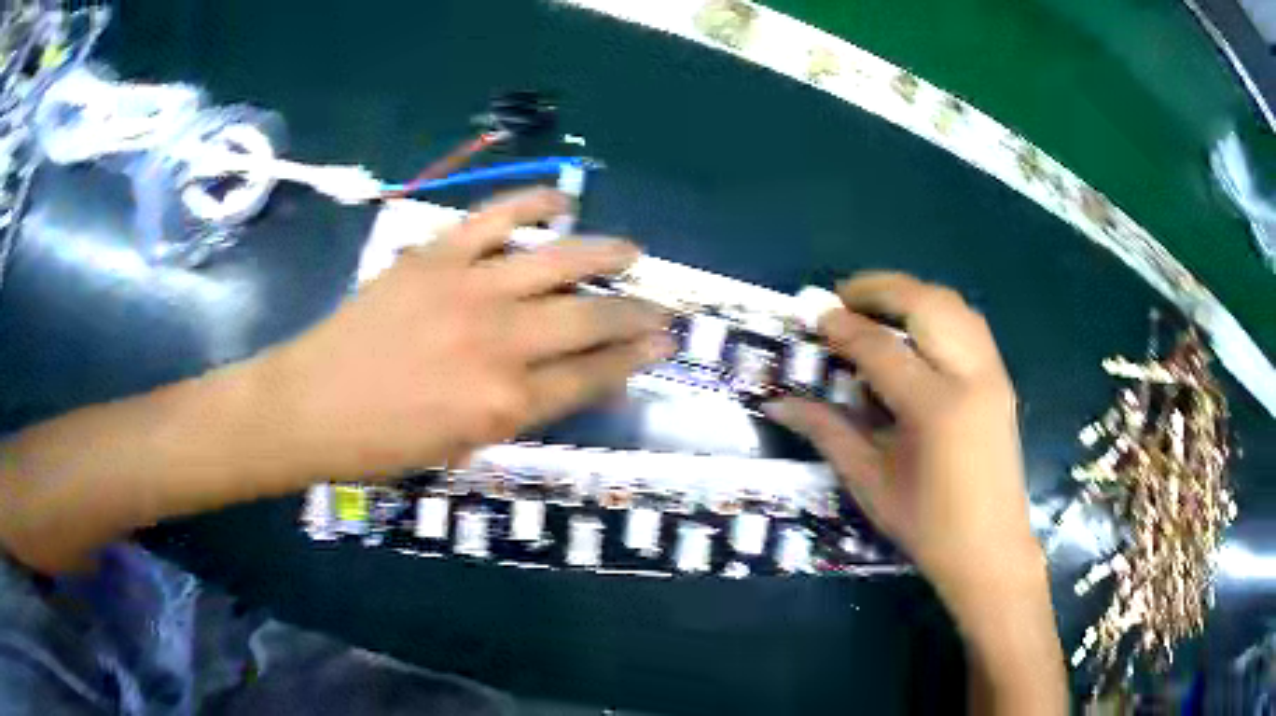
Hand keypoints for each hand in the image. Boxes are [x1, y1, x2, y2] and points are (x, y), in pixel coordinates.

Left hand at [256, 188, 672, 481]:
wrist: (311, 405)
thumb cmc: (384, 444)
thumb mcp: (462, 447)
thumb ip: (519, 411)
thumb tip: (567, 381)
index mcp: (505, 404)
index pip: (591, 376)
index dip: (633, 360)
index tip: (663, 345)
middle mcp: (499, 344)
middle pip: (589, 320)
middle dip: (636, 314)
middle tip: (662, 307)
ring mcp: (468, 291)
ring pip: (558, 262)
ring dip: (605, 254)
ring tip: (631, 250)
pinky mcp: (435, 257)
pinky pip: (494, 219)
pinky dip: (532, 204)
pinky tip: (561, 202)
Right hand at [765, 272, 1039, 605]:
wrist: (990, 550)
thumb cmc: (926, 526)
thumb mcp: (869, 482)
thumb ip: (827, 432)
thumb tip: (777, 403)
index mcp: (935, 409)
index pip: (882, 348)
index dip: (844, 328)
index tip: (816, 315)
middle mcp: (971, 377)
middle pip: (926, 303)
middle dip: (880, 288)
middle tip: (844, 296)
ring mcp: (993, 375)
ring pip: (953, 305)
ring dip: (911, 295)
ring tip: (876, 307)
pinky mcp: (1002, 381)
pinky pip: (969, 325)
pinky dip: (937, 313)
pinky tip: (915, 333)